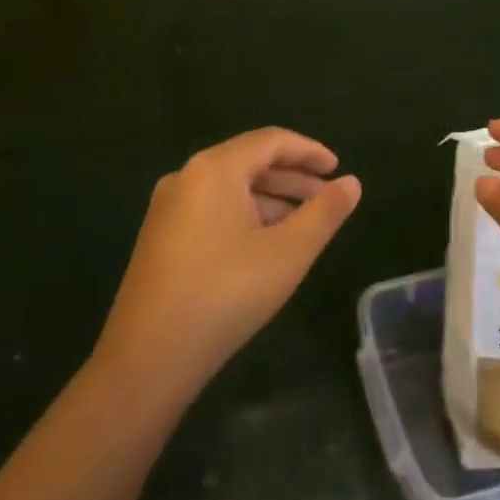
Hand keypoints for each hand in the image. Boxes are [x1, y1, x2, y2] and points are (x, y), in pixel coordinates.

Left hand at [93, 128, 360, 396]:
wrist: (147, 358)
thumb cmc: (226, 293)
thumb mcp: (288, 252)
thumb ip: (325, 213)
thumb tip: (352, 183)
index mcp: (214, 168)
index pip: (271, 141)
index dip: (308, 151)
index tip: (337, 169)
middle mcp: (186, 176)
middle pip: (248, 161)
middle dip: (291, 178)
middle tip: (327, 198)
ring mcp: (167, 207)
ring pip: (229, 188)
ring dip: (270, 199)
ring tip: (303, 224)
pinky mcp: (160, 237)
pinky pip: (211, 209)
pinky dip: (244, 215)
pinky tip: (264, 244)